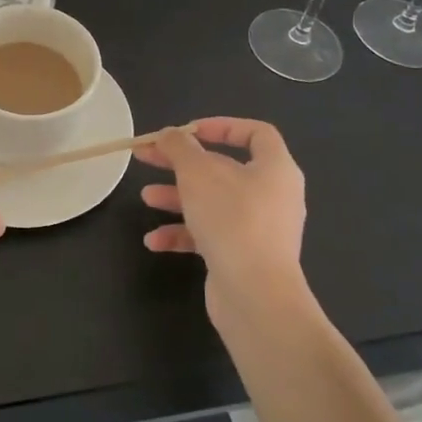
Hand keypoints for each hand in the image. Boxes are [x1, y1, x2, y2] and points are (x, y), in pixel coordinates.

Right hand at [135, 117, 306, 313]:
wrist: (255, 296)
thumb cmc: (231, 219)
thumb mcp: (197, 172)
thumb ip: (179, 147)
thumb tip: (170, 134)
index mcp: (275, 169)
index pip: (255, 134)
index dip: (221, 126)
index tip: (188, 131)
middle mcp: (272, 196)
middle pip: (223, 169)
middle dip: (181, 164)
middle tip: (147, 157)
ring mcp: (259, 230)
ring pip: (213, 203)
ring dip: (177, 198)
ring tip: (146, 198)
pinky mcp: (243, 258)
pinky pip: (210, 236)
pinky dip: (183, 234)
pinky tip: (154, 240)